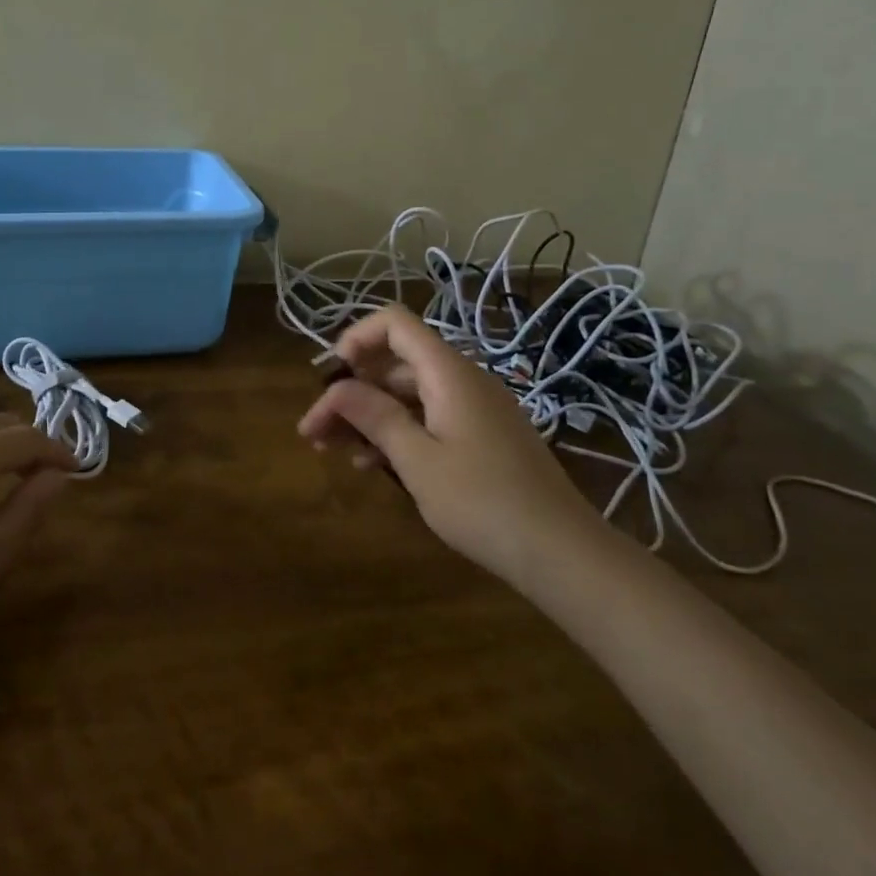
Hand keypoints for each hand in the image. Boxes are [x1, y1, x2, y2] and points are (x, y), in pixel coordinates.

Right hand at [297, 305, 607, 584]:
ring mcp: (474, 408)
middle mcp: (462, 379)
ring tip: (331, 450)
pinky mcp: (482, 436)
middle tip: (314, 430)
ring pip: (408, 393)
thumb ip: (375, 417)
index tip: (328, 377)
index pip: (395, 323)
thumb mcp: (418, 461)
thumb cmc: (483, 502)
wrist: (561, 552)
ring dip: (368, 414)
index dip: (355, 338)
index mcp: (448, 372)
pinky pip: (429, 417)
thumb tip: (336, 388)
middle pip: (395, 362)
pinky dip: (397, 431)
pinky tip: (371, 464)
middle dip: (351, 389)